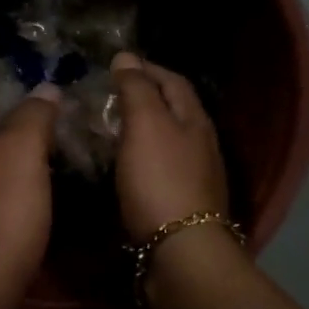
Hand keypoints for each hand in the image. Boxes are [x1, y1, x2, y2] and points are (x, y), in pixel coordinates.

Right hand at [110, 52, 229, 241]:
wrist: (181, 252)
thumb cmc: (161, 181)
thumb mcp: (145, 126)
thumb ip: (136, 89)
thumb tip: (126, 57)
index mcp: (194, 120)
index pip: (173, 81)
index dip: (146, 69)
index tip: (116, 66)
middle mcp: (201, 144)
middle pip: (174, 110)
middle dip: (144, 98)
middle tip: (108, 97)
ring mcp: (195, 176)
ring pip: (167, 141)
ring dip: (141, 130)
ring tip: (109, 130)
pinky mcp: (182, 204)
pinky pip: (160, 169)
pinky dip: (141, 159)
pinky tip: (124, 168)